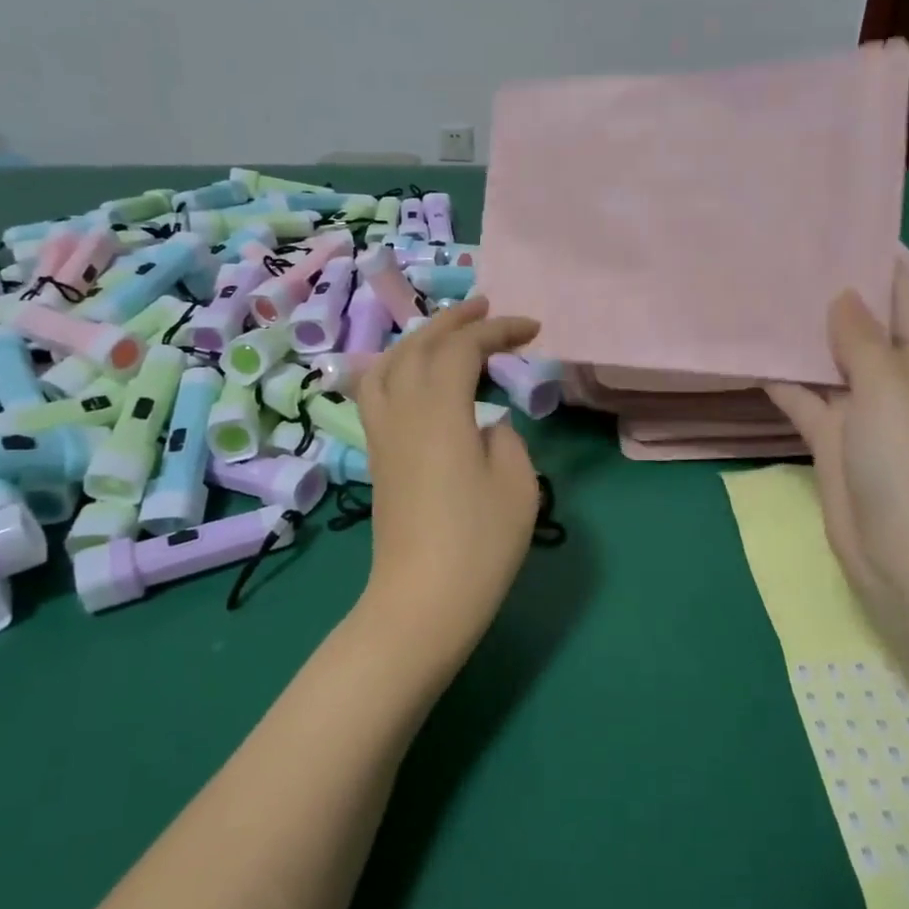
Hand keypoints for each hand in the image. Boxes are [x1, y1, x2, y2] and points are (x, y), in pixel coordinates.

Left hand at [353, 299, 542, 661]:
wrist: (421, 600)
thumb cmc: (479, 543)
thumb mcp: (517, 484)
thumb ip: (504, 439)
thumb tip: (485, 426)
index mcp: (440, 410)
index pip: (463, 348)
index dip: (498, 330)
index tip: (532, 329)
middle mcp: (403, 410)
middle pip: (420, 345)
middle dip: (455, 320)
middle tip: (488, 309)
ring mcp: (383, 433)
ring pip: (389, 362)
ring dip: (419, 338)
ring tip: (447, 333)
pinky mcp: (377, 455)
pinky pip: (375, 390)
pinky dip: (393, 366)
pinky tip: (408, 374)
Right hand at [766, 263, 908, 614]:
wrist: (908, 559)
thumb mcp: (890, 392)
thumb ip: (862, 341)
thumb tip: (843, 296)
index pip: (906, 298)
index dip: (876, 265)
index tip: (834, 231)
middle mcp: (899, 380)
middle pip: (862, 327)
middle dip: (828, 298)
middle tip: (781, 259)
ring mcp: (863, 412)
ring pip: (828, 363)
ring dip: (801, 338)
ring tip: (759, 296)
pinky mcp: (832, 440)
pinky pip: (804, 399)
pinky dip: (782, 381)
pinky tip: (749, 355)